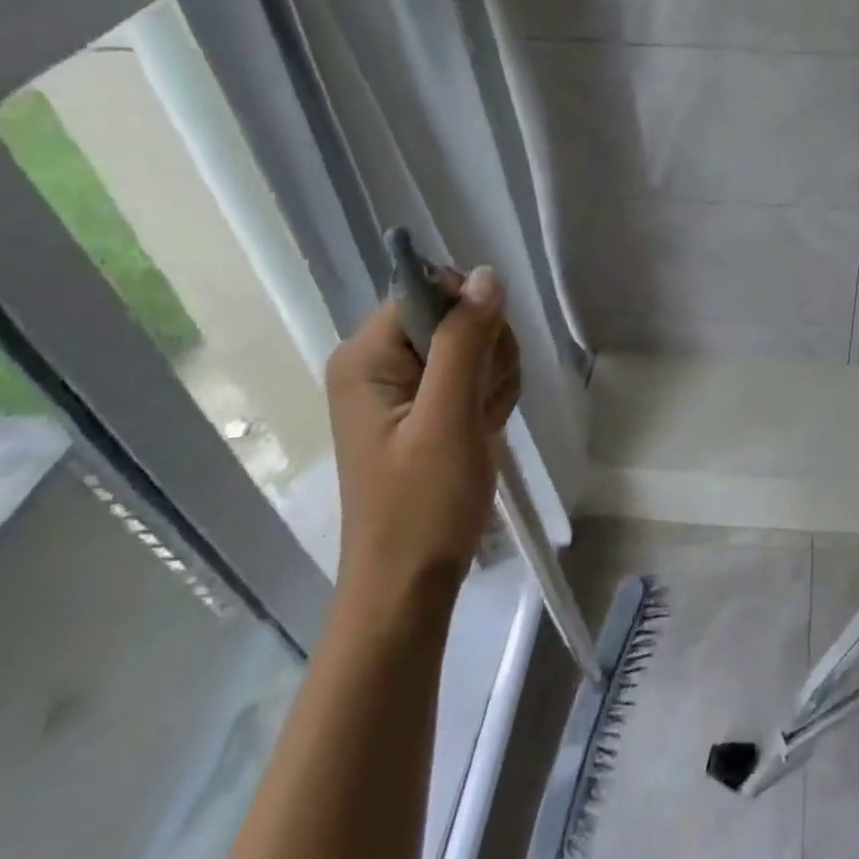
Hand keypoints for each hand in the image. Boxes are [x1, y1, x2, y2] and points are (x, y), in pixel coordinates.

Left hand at [324, 267, 520, 607]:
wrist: (411, 583)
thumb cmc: (422, 505)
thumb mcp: (448, 417)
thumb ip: (465, 341)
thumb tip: (485, 274)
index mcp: (366, 356)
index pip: (428, 291)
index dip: (468, 316)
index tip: (480, 363)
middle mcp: (379, 362)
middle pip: (456, 315)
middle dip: (486, 353)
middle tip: (479, 405)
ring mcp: (402, 386)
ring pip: (474, 345)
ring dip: (493, 379)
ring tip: (481, 425)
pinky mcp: (425, 407)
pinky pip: (474, 374)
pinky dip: (490, 398)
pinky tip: (483, 430)